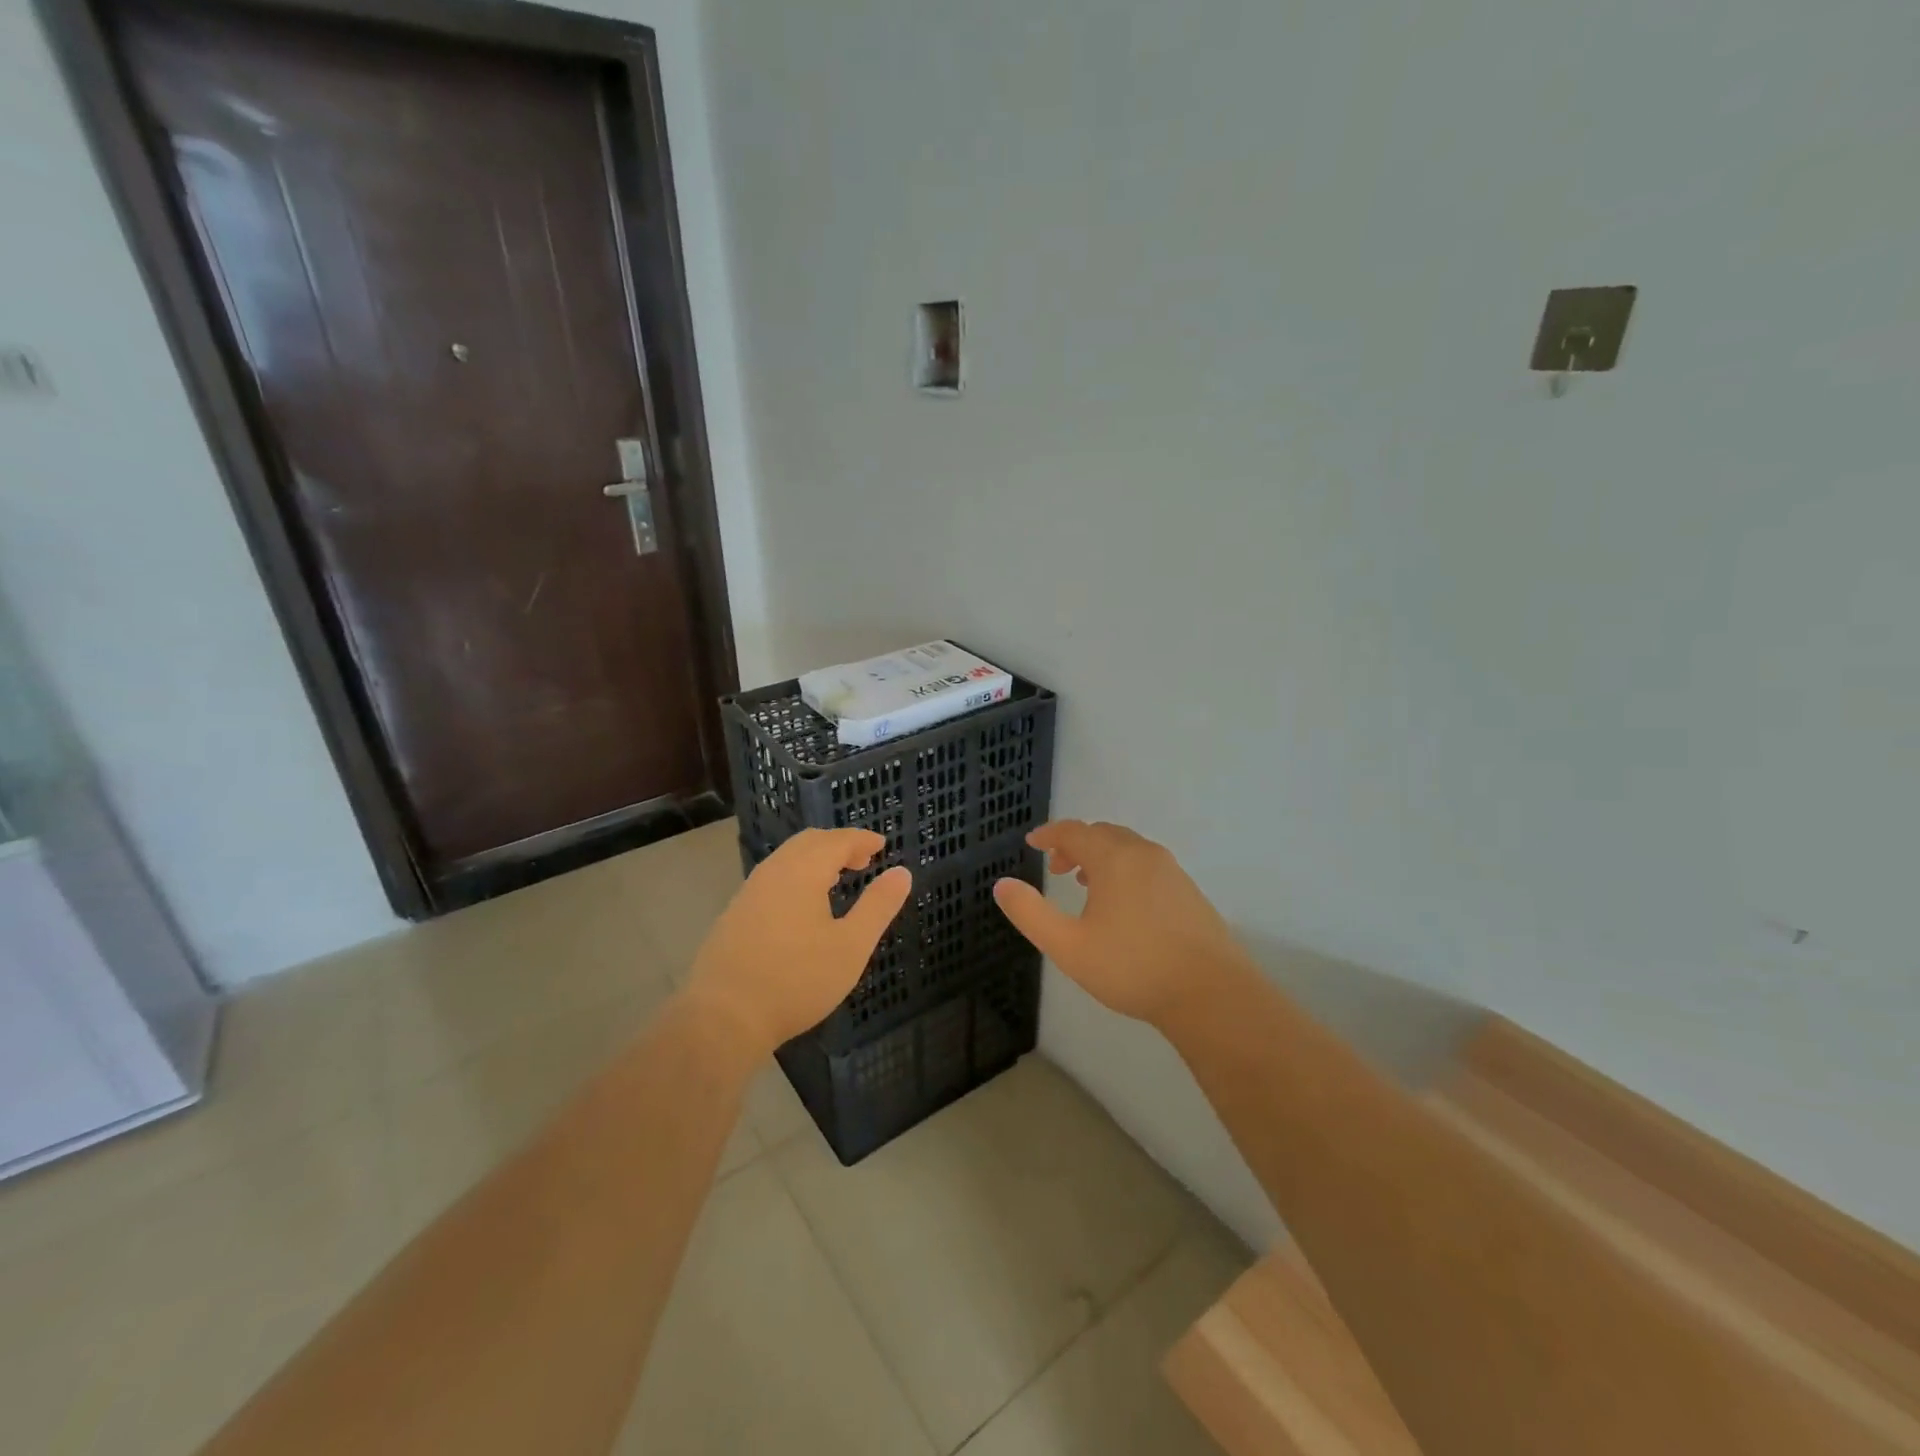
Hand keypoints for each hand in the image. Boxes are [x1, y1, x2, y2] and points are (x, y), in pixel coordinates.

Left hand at [686, 829, 911, 1057]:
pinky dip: (797, 875)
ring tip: (837, 879)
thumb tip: (901, 872)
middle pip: (809, 842)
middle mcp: (773, 872)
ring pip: (787, 859)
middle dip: (839, 845)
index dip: (862, 840)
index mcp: (803, 871)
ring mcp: (749, 892)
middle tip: (863, 860)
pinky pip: (773, 878)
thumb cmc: (797, 979)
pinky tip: (804, 906)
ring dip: (816, 859)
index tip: (882, 846)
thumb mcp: (851, 946)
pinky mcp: (735, 915)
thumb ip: (878, 906)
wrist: (723, 1017)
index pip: (837, 840)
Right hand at [993, 820, 1247, 1027]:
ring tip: (1085, 882)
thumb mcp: (1068, 946)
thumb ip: (1030, 913)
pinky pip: (1147, 865)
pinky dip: (1125, 869)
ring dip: (1101, 856)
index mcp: (1114, 859)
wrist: (1211, 994)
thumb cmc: (1132, 967)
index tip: (1032, 843)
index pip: (1074, 831)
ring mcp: (1172, 872)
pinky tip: (1123, 903)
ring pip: (1128, 849)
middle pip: (1103, 834)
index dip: (1049, 834)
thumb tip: (1002, 884)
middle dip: (1075, 844)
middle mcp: (1144, 854)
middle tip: (1055, 867)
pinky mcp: (1189, 892)